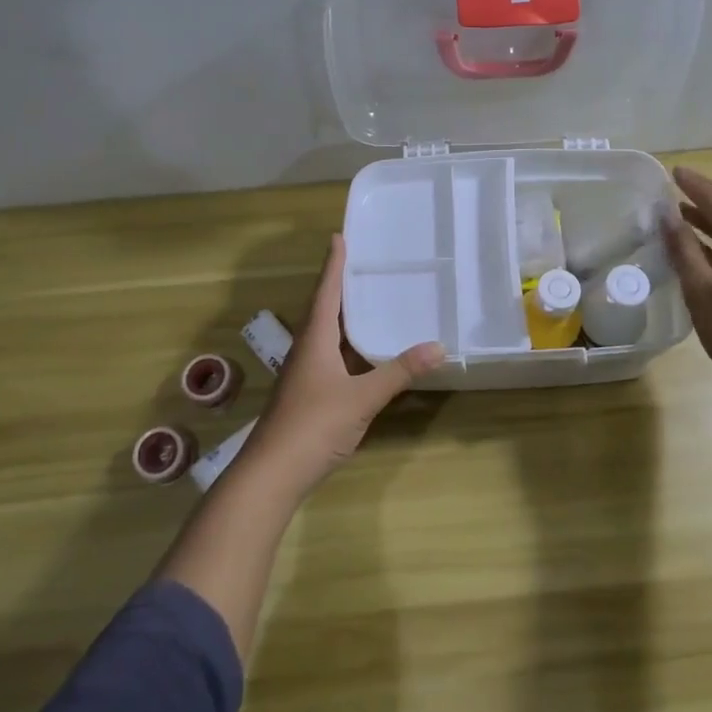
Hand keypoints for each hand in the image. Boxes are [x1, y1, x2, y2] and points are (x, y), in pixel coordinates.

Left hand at [245, 233, 443, 491]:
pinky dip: (348, 346)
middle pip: (324, 310)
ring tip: (369, 301)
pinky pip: (331, 357)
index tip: (339, 237)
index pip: (326, 292)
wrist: (272, 474)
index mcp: (314, 340)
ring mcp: (304, 375)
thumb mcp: (362, 397)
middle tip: (364, 264)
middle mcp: (306, 350)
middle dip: (341, 286)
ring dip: (344, 317)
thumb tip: (439, 346)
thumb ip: (399, 372)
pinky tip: (365, 353)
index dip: (334, 265)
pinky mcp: (308, 395)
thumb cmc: (313, 425)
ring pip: (326, 335)